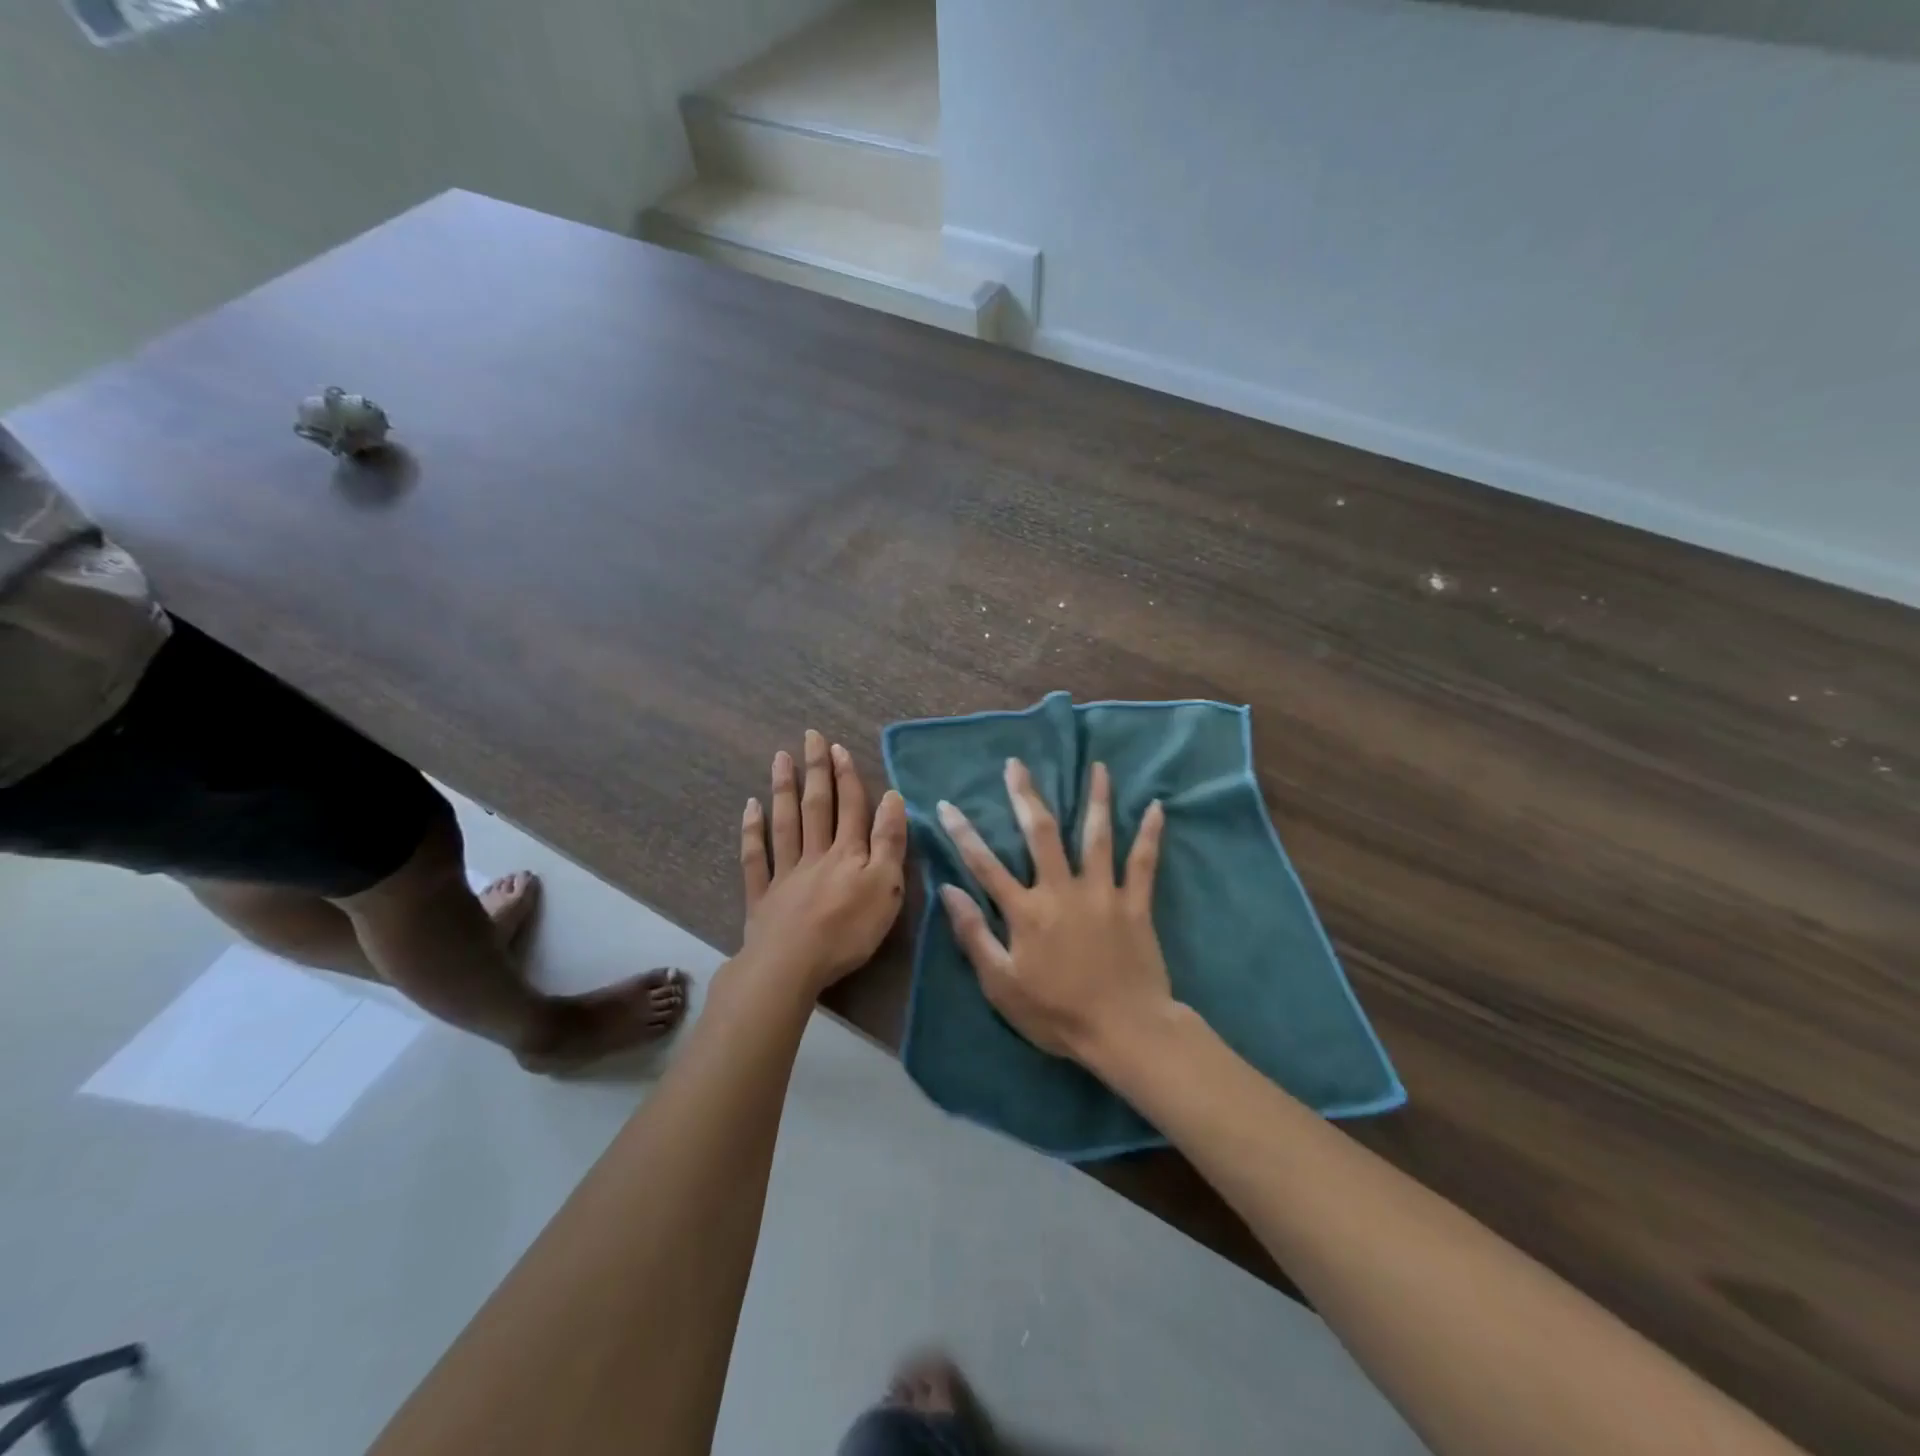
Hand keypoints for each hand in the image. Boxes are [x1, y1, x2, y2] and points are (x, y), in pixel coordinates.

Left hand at [740, 730, 907, 994]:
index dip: (847, 777)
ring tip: (780, 758)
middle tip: (810, 737)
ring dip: (784, 789)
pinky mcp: (763, 896)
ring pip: (785, 823)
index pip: (851, 807)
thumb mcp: (886, 886)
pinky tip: (750, 808)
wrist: (791, 965)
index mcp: (849, 853)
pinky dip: (752, 831)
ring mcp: (785, 873)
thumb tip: (893, 797)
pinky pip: (755, 857)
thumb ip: (889, 841)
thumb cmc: (848, 930)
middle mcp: (816, 853)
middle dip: (816, 770)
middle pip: (817, 806)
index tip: (839, 748)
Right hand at [936, 759, 1171, 1063]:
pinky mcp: (1135, 904)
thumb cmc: (1057, 1014)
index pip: (985, 864)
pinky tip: (1157, 806)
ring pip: (1097, 835)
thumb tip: (949, 890)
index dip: (963, 833)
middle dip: (1025, 796)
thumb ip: (973, 935)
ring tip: (1098, 766)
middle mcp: (1062, 890)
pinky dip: (1150, 834)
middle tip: (1017, 764)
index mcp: (1026, 911)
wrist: (1124, 1032)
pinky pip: (1143, 862)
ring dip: (1096, 798)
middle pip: (1040, 833)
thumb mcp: (1001, 985)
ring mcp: (1102, 893)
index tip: (947, 805)